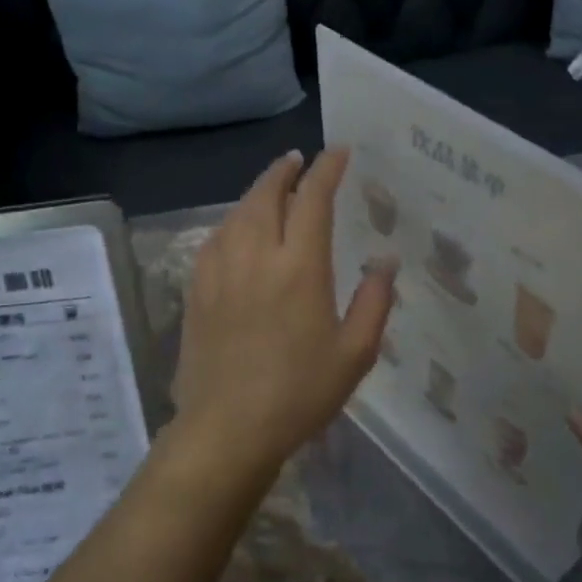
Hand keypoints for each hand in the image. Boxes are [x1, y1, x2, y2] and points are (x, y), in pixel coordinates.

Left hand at [171, 149, 396, 479]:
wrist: (227, 428)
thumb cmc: (299, 393)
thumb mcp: (355, 354)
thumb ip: (374, 302)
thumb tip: (384, 261)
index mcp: (300, 267)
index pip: (313, 199)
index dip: (326, 170)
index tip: (338, 153)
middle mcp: (256, 256)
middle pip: (267, 194)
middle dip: (284, 170)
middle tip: (298, 160)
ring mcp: (220, 270)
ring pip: (237, 212)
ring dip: (257, 192)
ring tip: (272, 187)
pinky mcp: (197, 289)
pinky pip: (215, 239)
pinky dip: (232, 221)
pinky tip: (237, 229)